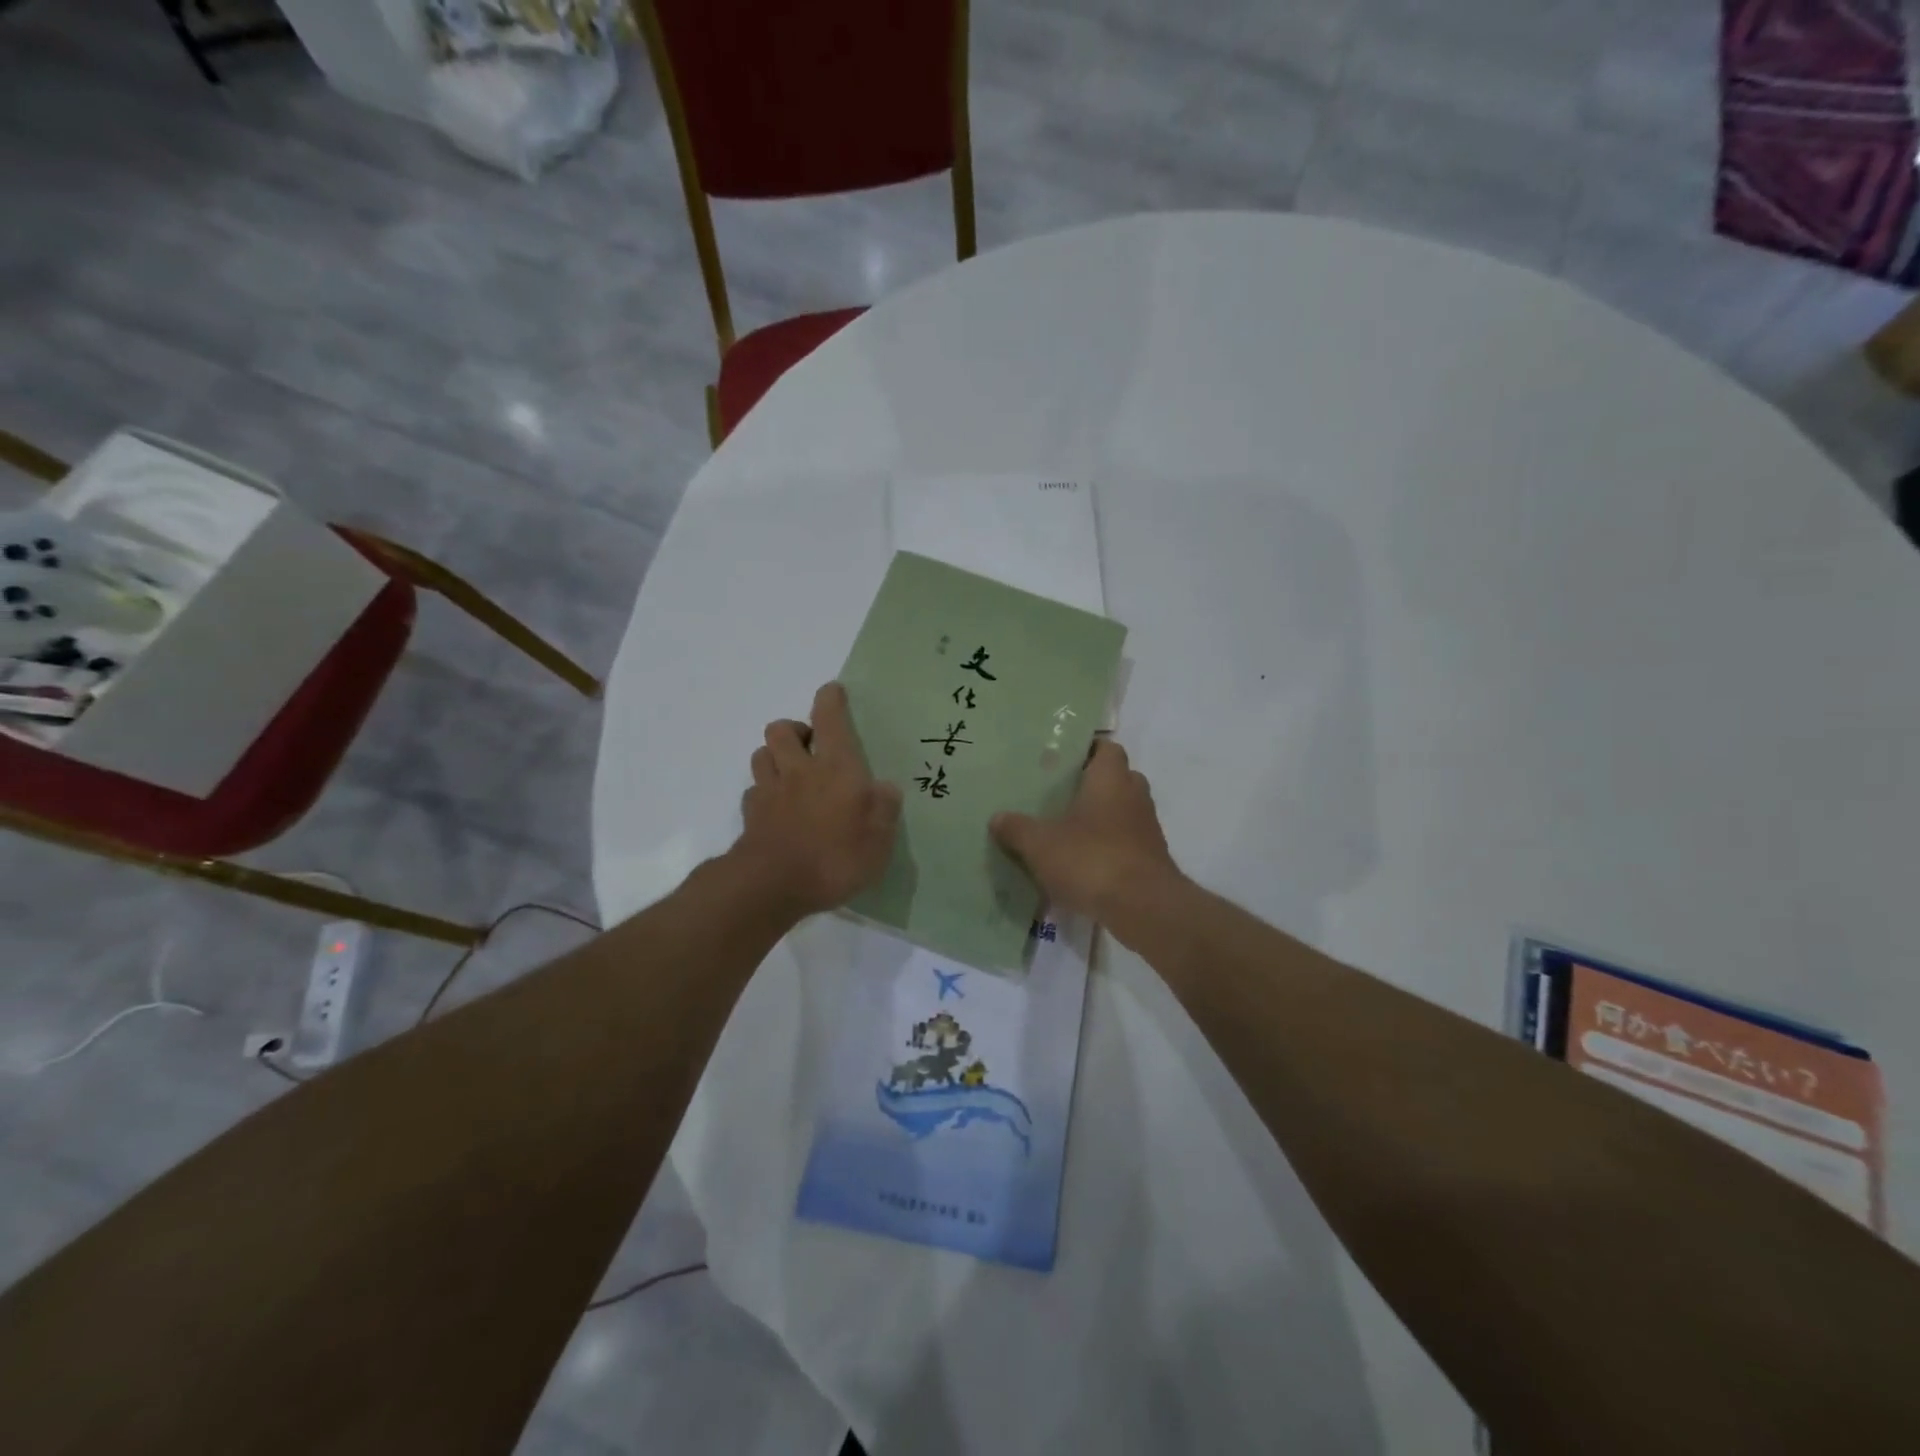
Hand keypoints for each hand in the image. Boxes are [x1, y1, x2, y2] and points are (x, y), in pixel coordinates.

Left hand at [734, 682, 901, 916]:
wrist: (773, 885)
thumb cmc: (835, 856)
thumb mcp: (879, 838)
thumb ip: (884, 809)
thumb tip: (885, 788)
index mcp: (835, 768)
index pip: (830, 719)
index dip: (830, 700)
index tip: (833, 692)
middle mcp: (799, 770)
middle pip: (781, 729)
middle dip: (794, 729)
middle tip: (810, 745)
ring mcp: (770, 792)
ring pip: (761, 755)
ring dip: (774, 756)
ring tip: (790, 772)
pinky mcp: (751, 816)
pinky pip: (753, 792)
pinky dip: (762, 793)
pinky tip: (774, 808)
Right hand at [990, 739, 1182, 926]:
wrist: (1143, 908)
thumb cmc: (1091, 859)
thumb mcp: (1040, 844)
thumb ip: (1017, 828)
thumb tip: (997, 818)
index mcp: (1110, 779)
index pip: (1106, 748)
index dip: (1087, 750)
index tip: (1062, 759)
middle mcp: (1134, 796)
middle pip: (1116, 779)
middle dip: (1091, 785)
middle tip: (1058, 794)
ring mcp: (1146, 829)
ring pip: (1122, 812)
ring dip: (1099, 819)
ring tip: (1064, 831)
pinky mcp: (1150, 860)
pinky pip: (1125, 843)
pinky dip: (1107, 848)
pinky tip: (1080, 864)